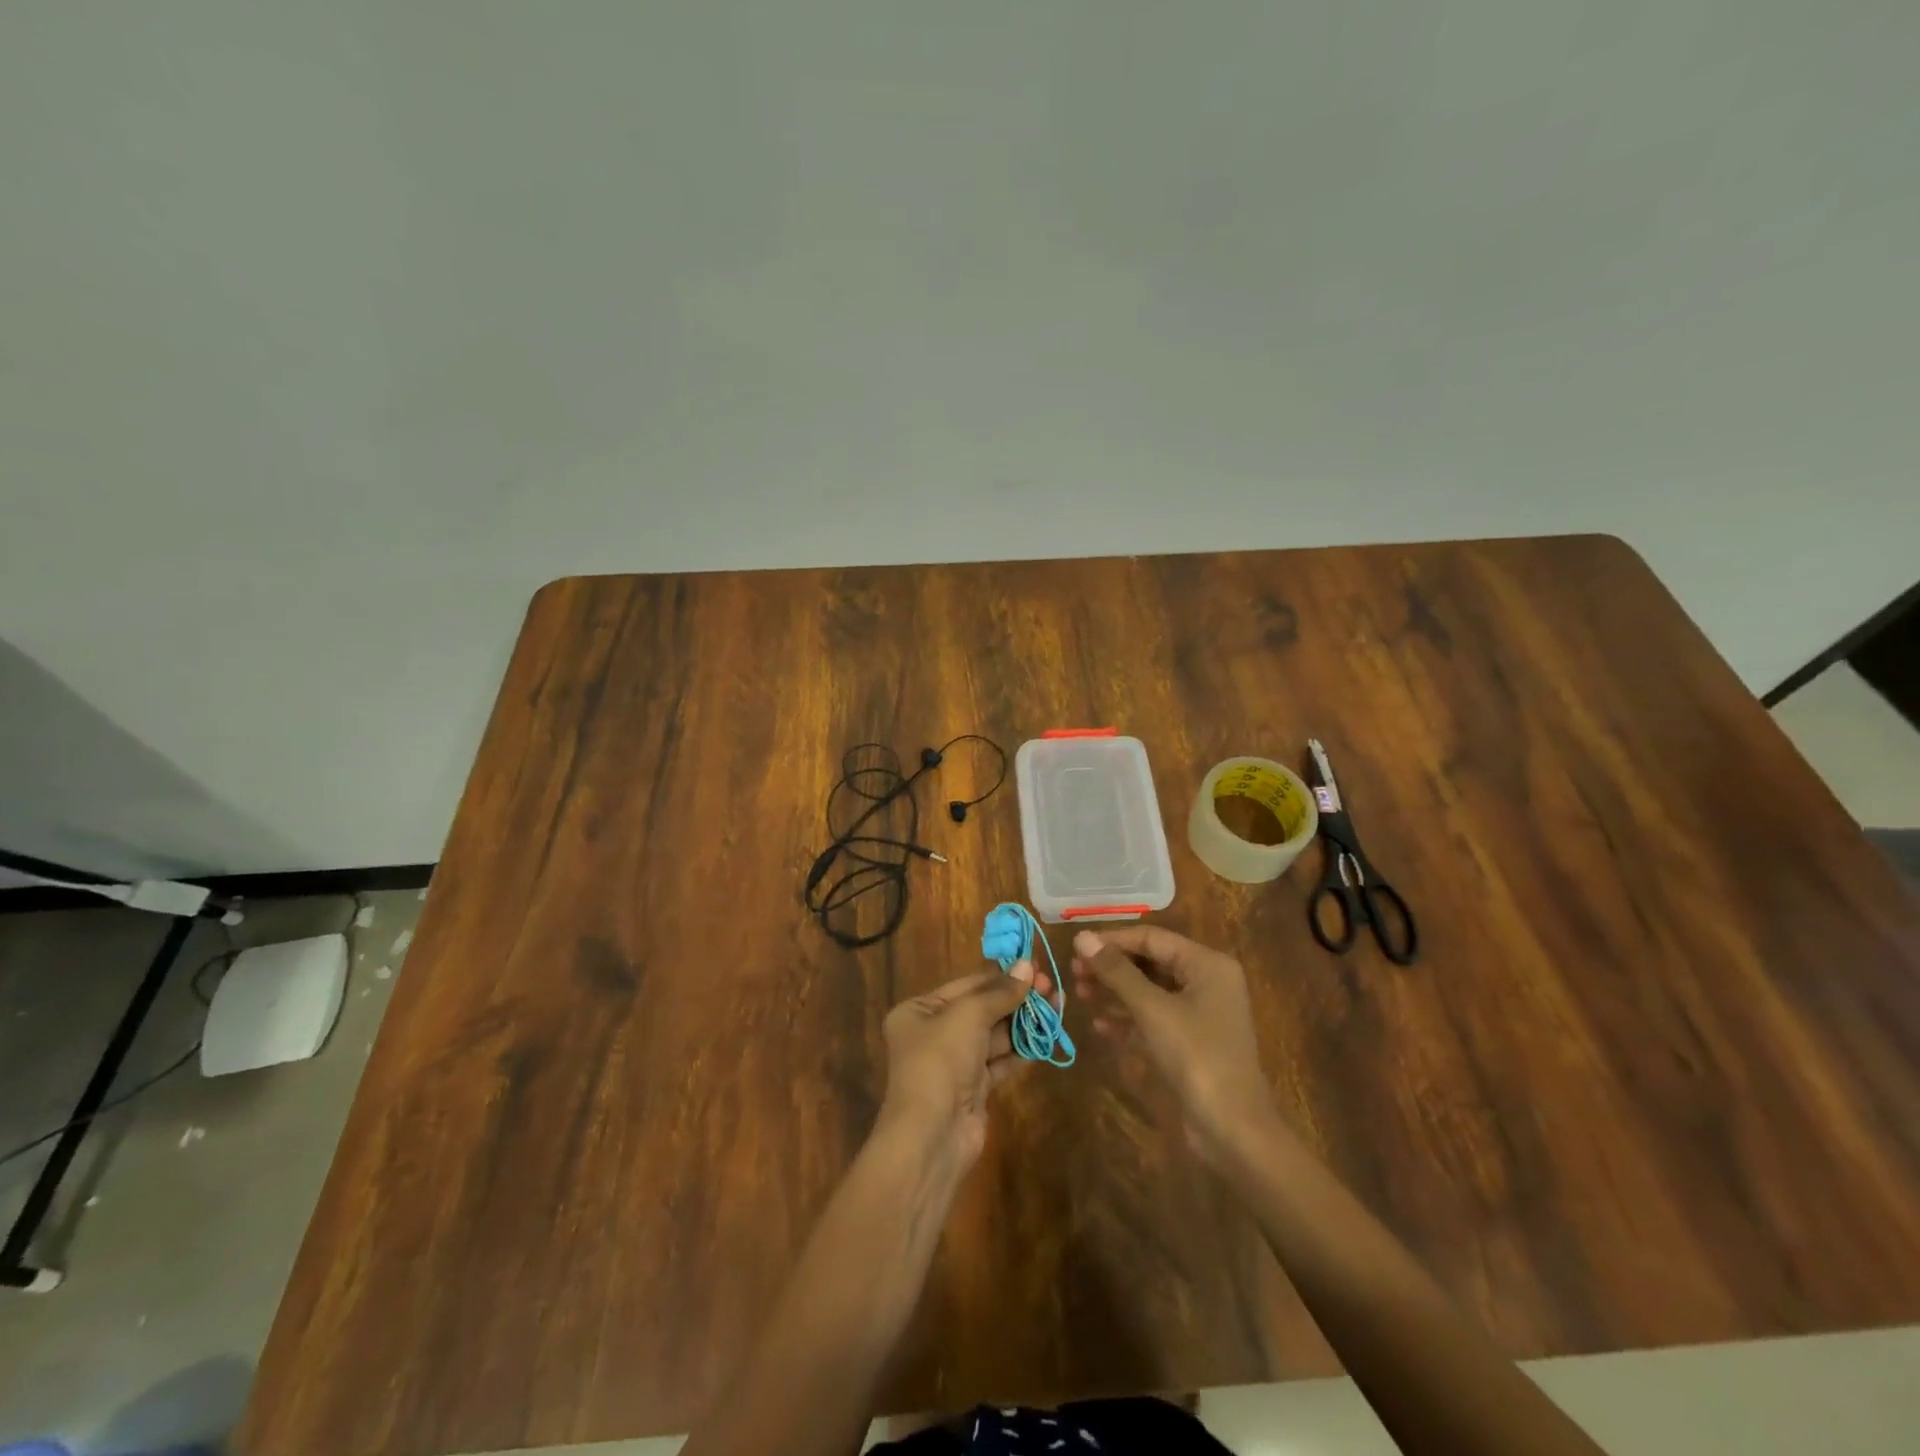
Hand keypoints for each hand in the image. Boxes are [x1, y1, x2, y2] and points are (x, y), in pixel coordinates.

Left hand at [879, 963, 1057, 1167]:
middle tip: (1051, 986)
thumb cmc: (941, 1061)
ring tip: (1057, 1006)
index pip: (966, 985)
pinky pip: (1000, 1062)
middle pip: (982, 1009)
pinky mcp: (973, 1089)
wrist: (932, 1135)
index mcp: (919, 1010)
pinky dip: (1021, 1050)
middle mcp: (933, 1034)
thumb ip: (1000, 992)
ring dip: (1024, 1022)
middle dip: (1016, 998)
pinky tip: (1046, 1037)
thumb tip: (1027, 965)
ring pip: (994, 1035)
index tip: (1033, 965)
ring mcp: (954, 1063)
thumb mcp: (969, 1015)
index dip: (1001, 975)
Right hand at [1071, 926, 1280, 1166]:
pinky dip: (1128, 1019)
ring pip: (1149, 990)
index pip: (1152, 938)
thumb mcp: (1152, 1010)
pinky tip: (1099, 1026)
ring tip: (1080, 995)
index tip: (1076, 948)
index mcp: (1207, 964)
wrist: (1234, 1130)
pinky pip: (1154, 1017)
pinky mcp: (1190, 1041)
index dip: (1112, 940)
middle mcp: (1206, 981)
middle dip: (1112, 967)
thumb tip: (1081, 938)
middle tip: (1074, 973)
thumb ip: (1116, 972)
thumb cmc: (1197, 1057)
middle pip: (1150, 962)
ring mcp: (1199, 1013)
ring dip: (1115, 992)